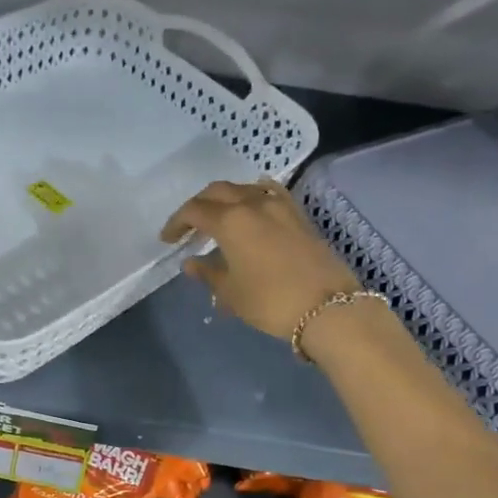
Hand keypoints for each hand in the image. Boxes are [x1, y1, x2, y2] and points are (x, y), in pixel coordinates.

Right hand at [161, 179, 363, 341]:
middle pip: (217, 192)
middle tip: (189, 226)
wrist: (329, 308)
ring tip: (219, 218)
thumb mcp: (231, 293)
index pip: (194, 211)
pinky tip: (253, 203)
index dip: (176, 223)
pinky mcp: (299, 216)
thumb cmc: (270, 301)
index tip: (168, 240)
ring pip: (244, 189)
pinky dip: (255, 195)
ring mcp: (280, 206)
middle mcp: (253, 204)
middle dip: (198, 205)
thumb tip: (191, 262)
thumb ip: (207, 273)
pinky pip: (271, 194)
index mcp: (230, 221)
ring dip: (226, 199)